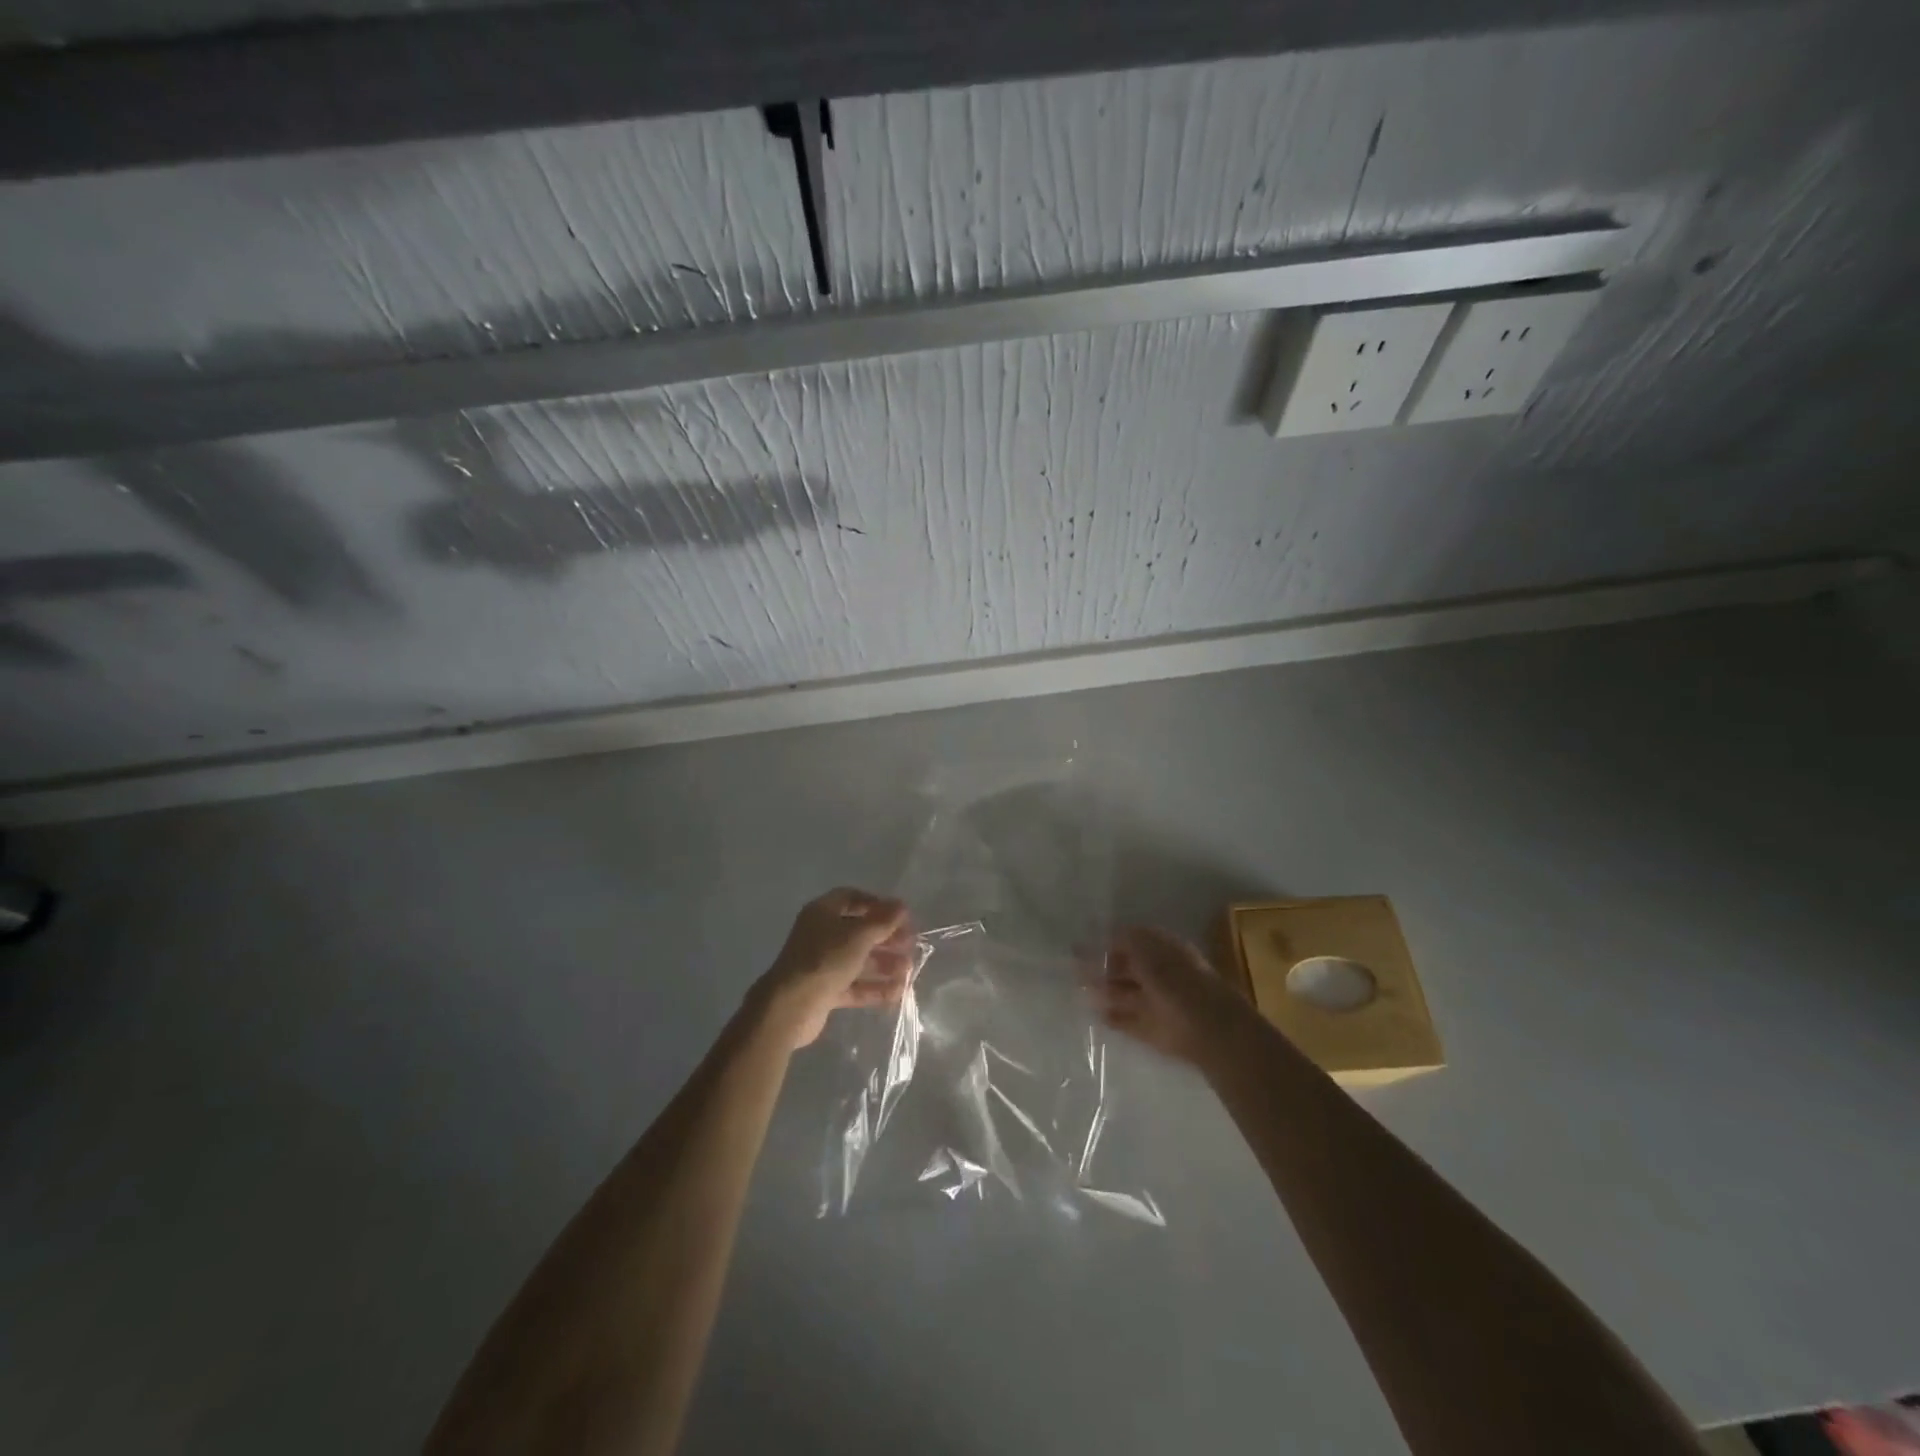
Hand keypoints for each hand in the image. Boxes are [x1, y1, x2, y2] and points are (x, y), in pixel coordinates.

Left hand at [750, 888, 915, 1049]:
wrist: (790, 1007)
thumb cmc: (825, 960)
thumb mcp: (859, 936)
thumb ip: (883, 921)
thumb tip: (902, 905)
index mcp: (823, 912)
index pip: (852, 898)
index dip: (877, 904)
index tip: (900, 916)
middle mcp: (821, 934)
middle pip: (858, 931)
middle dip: (886, 937)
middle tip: (910, 945)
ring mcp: (821, 964)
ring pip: (858, 960)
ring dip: (884, 964)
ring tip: (909, 971)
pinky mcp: (824, 991)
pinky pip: (853, 986)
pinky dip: (873, 988)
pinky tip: (897, 993)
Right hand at [1093, 925, 1250, 1065]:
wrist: (1208, 1030)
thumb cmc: (1176, 980)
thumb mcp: (1148, 950)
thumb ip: (1125, 939)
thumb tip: (1106, 932)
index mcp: (1163, 950)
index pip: (1131, 941)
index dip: (1107, 942)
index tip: (1082, 944)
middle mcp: (1160, 975)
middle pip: (1126, 968)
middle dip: (1101, 968)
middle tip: (1073, 968)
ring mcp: (1156, 1003)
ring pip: (1125, 994)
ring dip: (1103, 991)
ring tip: (1078, 989)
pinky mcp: (1152, 1031)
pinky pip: (1128, 1021)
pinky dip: (1113, 1018)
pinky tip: (1095, 1014)